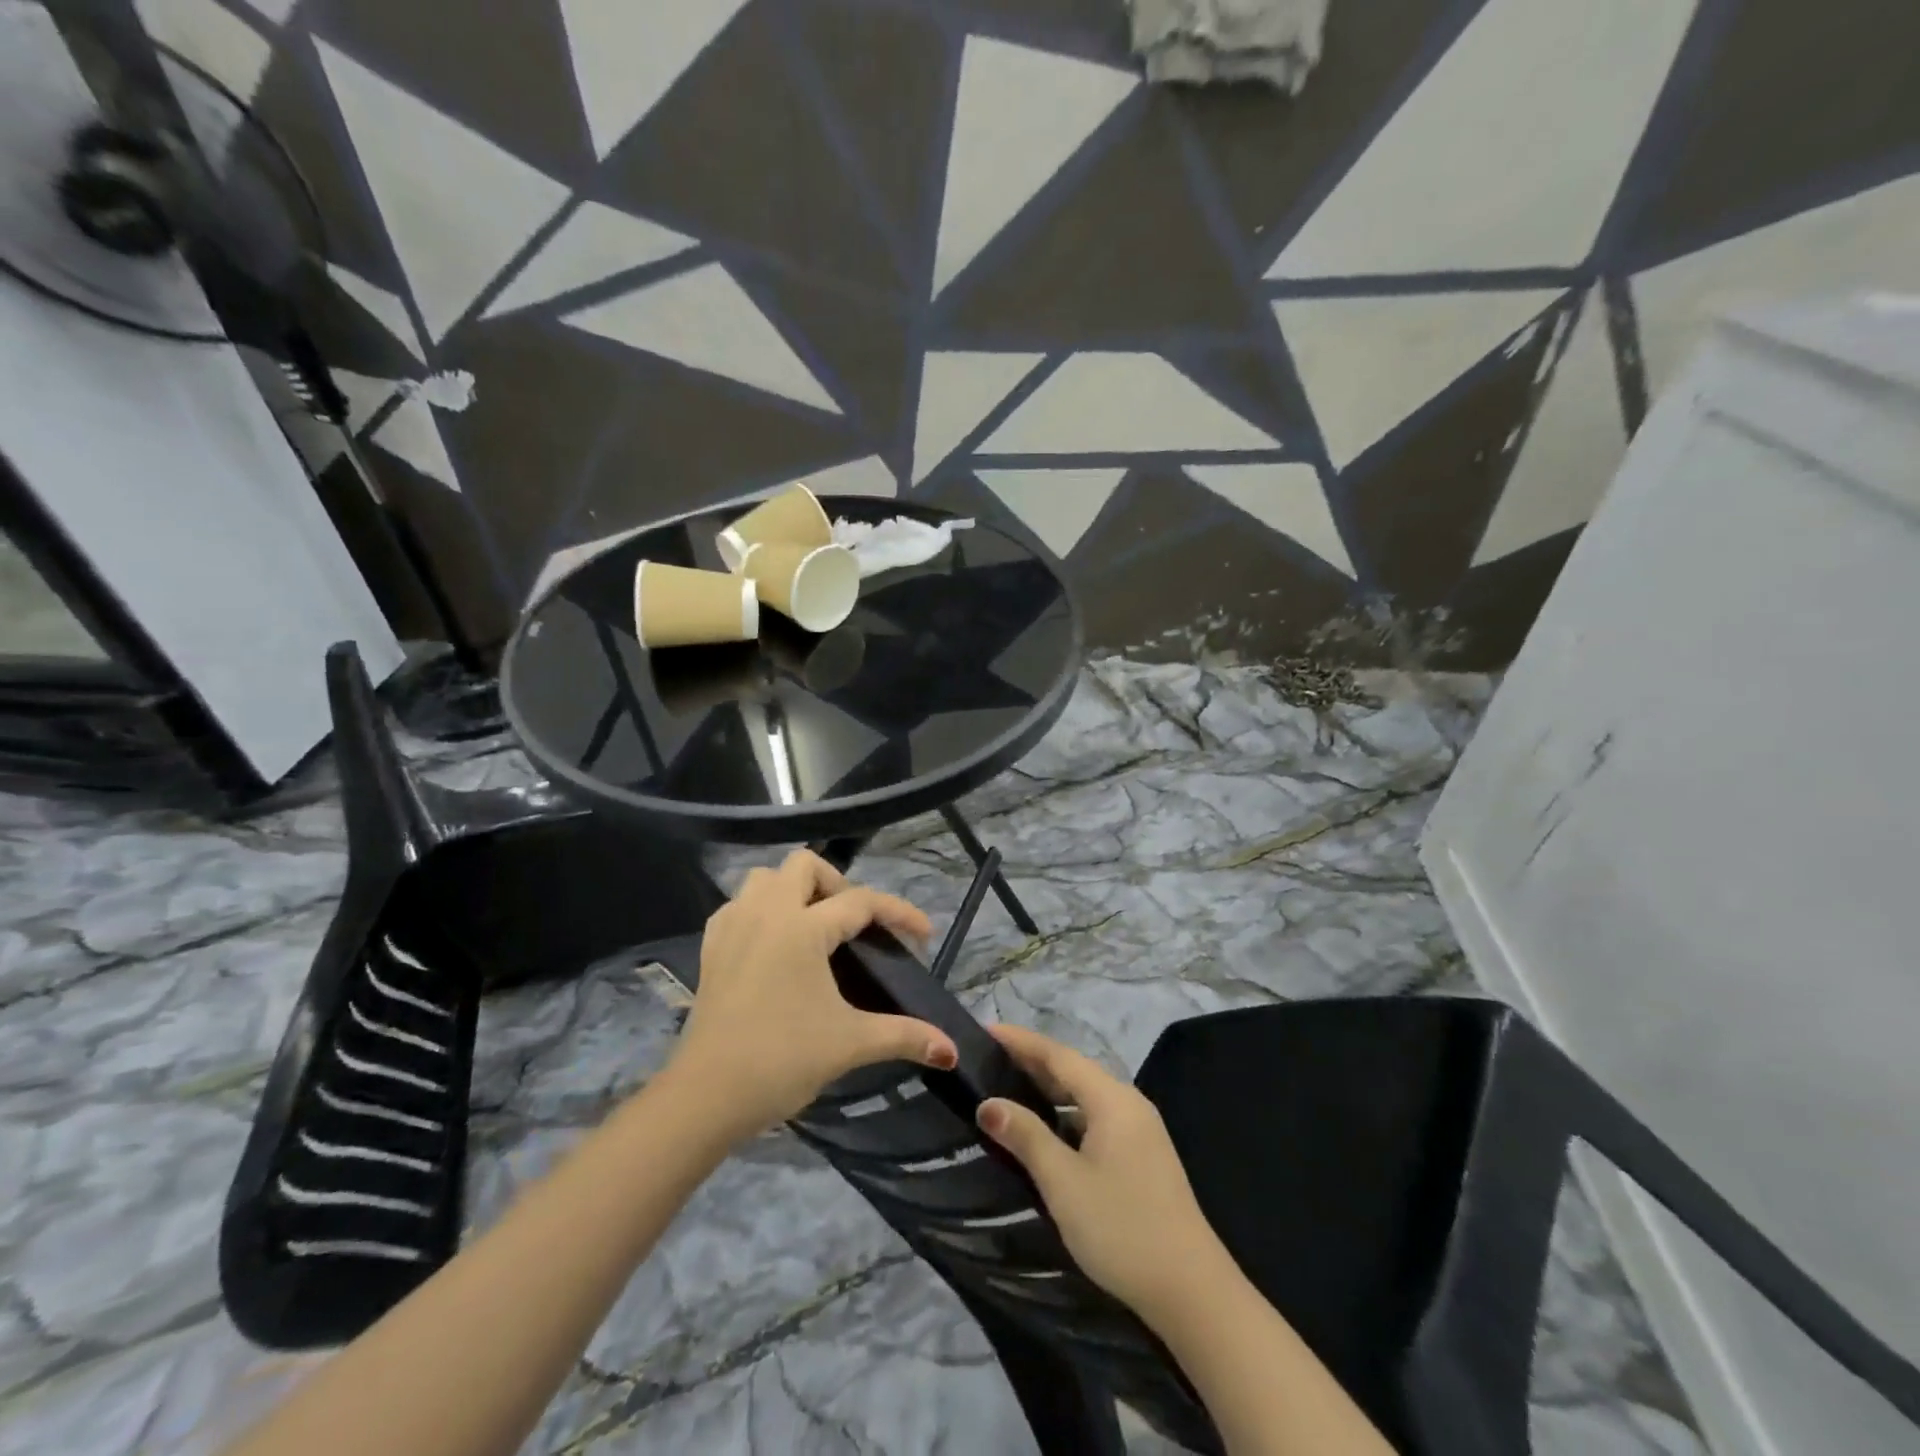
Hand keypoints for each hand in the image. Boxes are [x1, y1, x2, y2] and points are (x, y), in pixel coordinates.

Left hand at [667, 851, 958, 1139]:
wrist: (705, 1097)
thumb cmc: (781, 1060)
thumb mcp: (850, 1044)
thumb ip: (904, 1036)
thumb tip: (952, 1049)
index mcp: (802, 928)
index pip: (861, 902)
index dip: (898, 913)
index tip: (923, 935)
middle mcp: (765, 913)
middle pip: (804, 866)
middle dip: (837, 884)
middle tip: (855, 925)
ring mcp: (733, 927)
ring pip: (764, 878)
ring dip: (794, 890)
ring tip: (815, 928)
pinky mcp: (710, 949)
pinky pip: (738, 906)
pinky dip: (761, 910)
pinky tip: (774, 943)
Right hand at [977, 1023, 1226, 1324]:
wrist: (1192, 1292)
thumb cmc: (1122, 1228)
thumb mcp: (1064, 1182)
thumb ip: (1025, 1136)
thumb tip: (988, 1104)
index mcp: (1112, 1099)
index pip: (1058, 1054)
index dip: (1020, 1041)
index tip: (984, 1030)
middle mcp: (1128, 1103)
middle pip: (1073, 1070)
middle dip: (1030, 1061)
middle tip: (987, 1059)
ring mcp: (1139, 1130)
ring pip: (1085, 1095)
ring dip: (1047, 1089)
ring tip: (1006, 1087)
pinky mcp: (1141, 1156)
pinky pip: (1095, 1117)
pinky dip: (1065, 1114)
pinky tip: (1044, 1129)